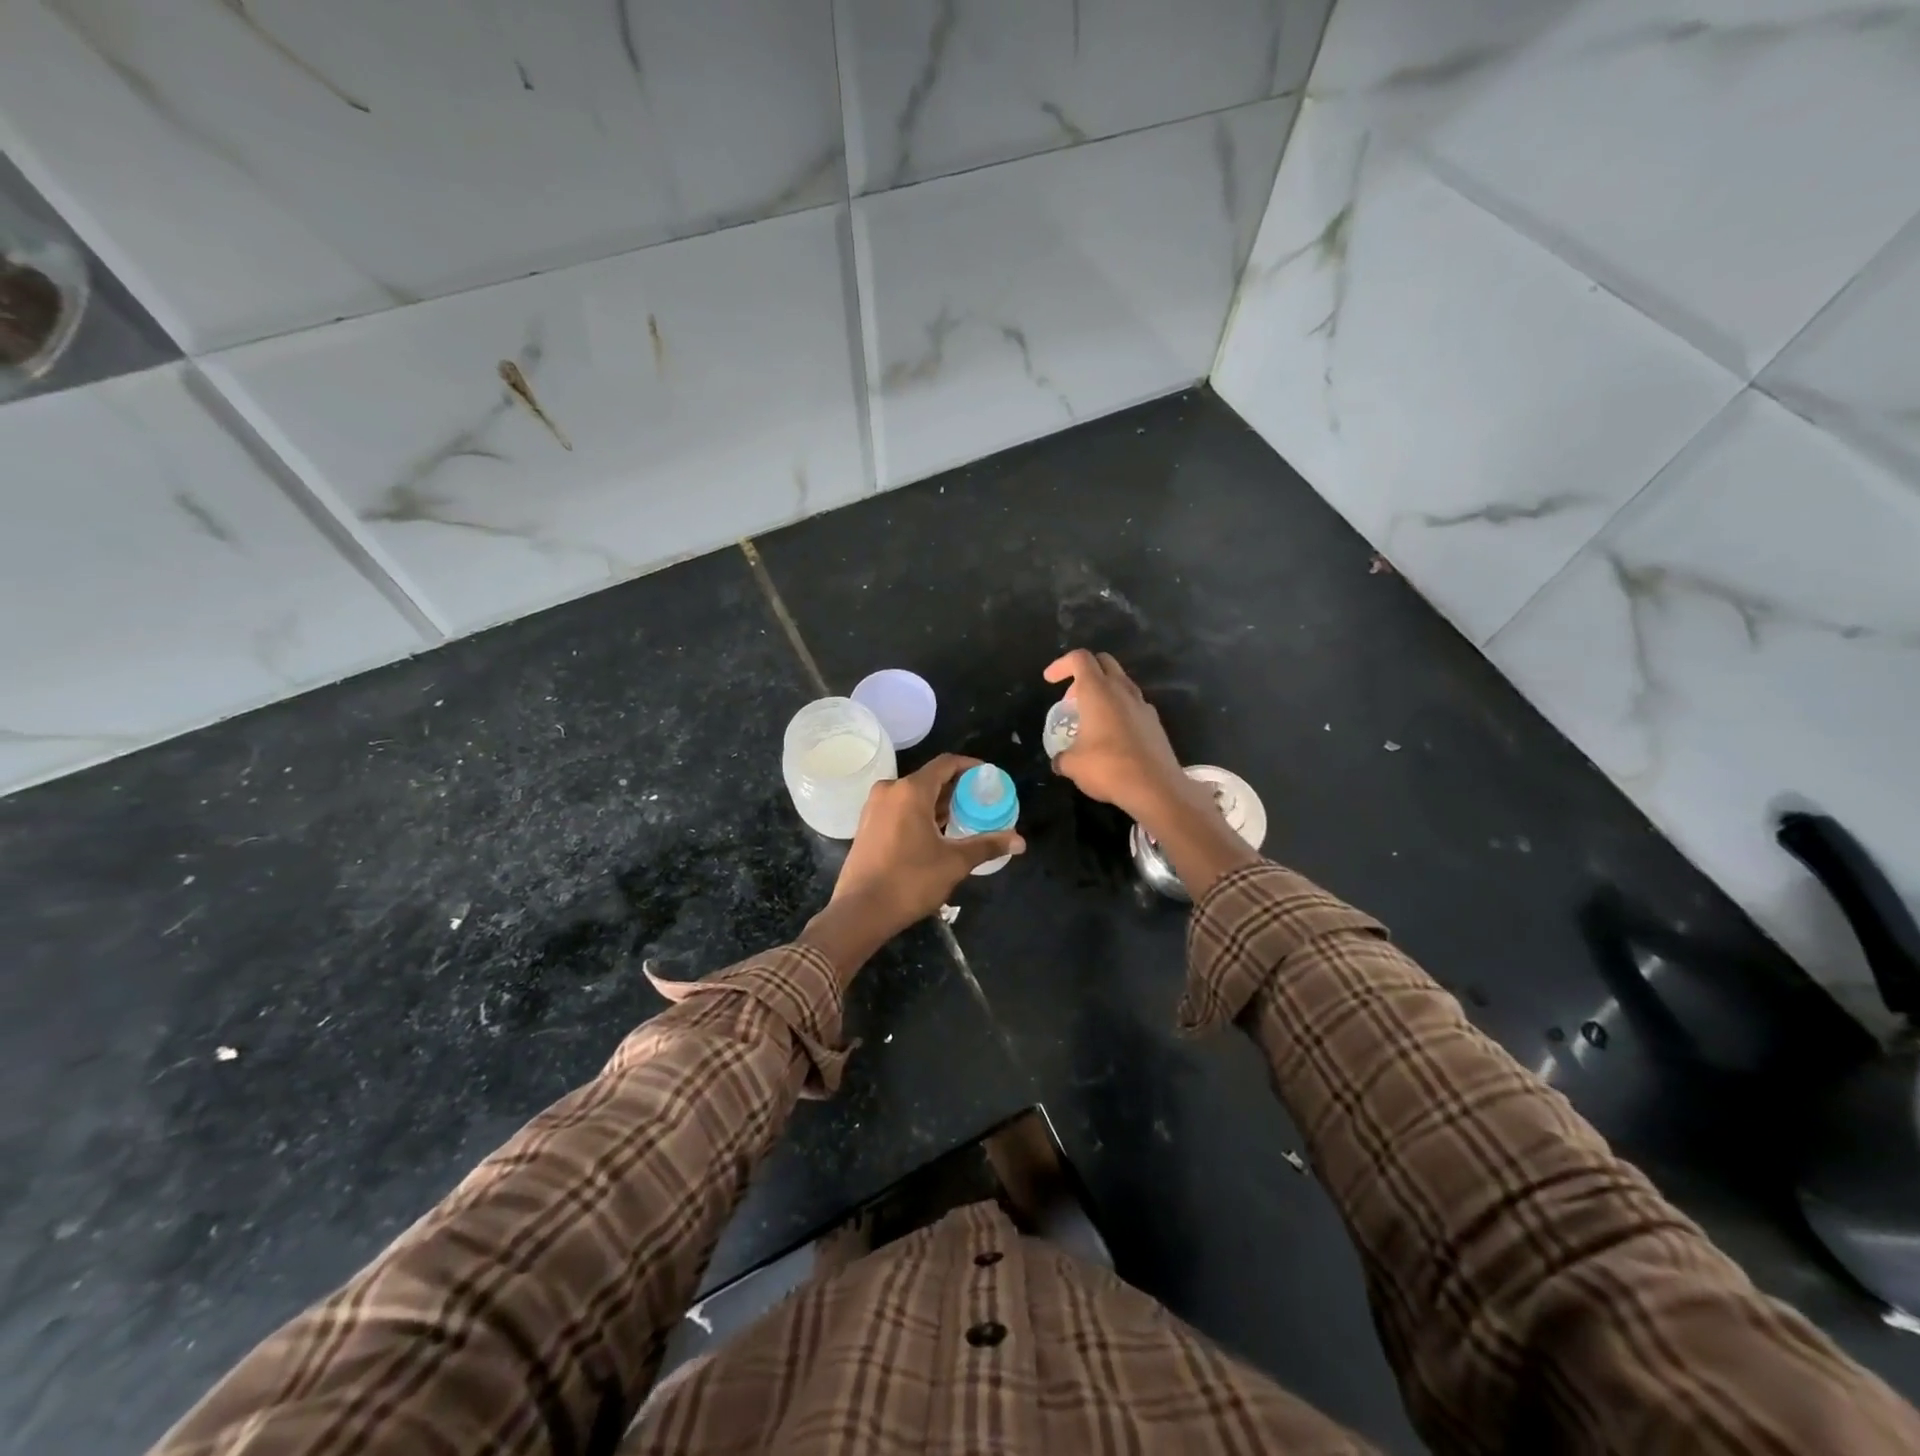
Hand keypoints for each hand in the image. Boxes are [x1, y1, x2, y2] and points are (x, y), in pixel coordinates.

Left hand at [799, 755, 1023, 983]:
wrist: (860, 911)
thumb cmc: (910, 881)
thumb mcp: (954, 862)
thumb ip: (987, 845)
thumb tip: (1020, 841)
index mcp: (911, 791)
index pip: (946, 764)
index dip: (970, 767)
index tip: (989, 778)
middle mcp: (890, 790)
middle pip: (930, 778)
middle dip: (956, 788)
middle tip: (981, 803)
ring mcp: (874, 807)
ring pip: (913, 794)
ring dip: (938, 803)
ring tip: (963, 819)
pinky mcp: (867, 825)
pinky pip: (899, 808)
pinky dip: (920, 813)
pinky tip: (936, 833)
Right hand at [1045, 649, 1259, 899]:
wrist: (1156, 787)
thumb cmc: (1108, 768)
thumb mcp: (1073, 765)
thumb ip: (1062, 757)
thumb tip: (1059, 761)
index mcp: (1098, 691)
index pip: (1079, 659)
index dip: (1061, 665)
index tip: (1049, 681)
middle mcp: (1122, 690)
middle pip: (1103, 662)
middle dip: (1084, 673)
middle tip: (1071, 699)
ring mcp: (1142, 704)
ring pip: (1121, 683)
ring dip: (1103, 692)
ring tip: (1091, 718)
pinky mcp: (1154, 722)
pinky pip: (1133, 704)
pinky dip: (1119, 709)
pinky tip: (1112, 735)